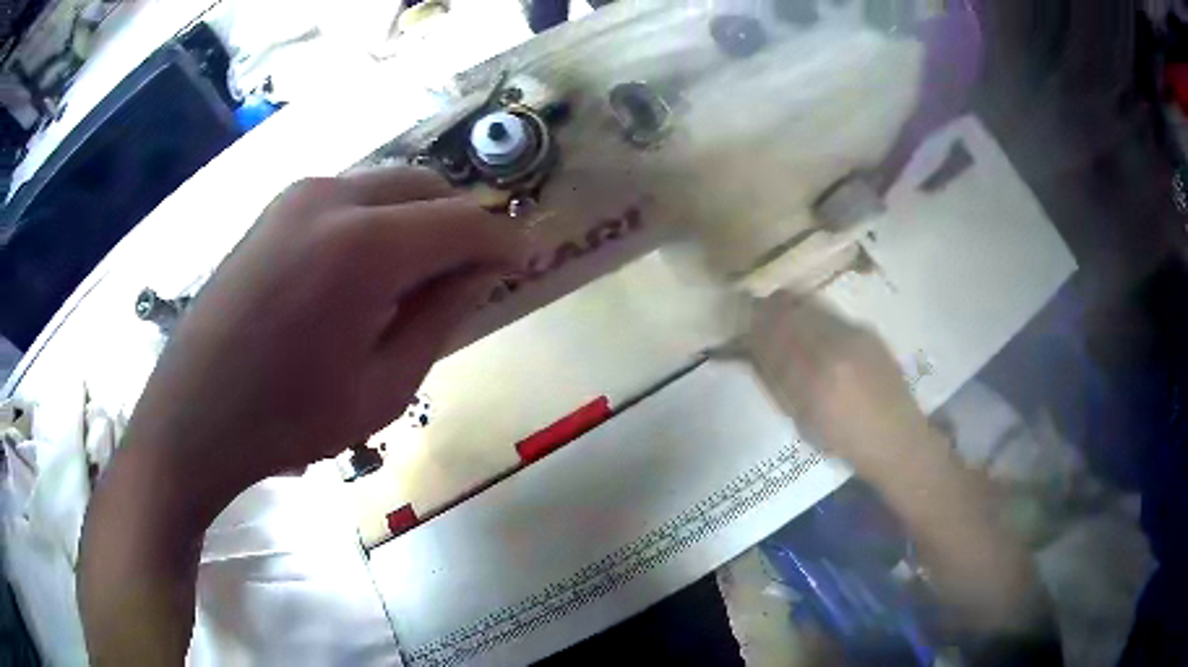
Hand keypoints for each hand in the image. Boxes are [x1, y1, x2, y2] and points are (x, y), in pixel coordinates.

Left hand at [124, 166, 529, 517]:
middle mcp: (333, 198)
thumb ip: (440, 318)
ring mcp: (297, 196)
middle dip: (461, 223)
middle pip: (427, 187)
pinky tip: (366, 270)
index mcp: (364, 248)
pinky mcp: (275, 209)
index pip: (462, 222)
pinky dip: (378, 220)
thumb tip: (481, 272)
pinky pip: (349, 196)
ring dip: (418, 219)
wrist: (194, 415)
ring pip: (387, 185)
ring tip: (416, 277)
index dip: (503, 240)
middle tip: (471, 274)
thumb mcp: (383, 388)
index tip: (526, 260)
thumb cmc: (289, 420)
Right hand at [749, 292, 935, 473]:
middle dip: (769, 311)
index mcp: (814, 380)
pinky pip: (831, 315)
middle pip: (790, 315)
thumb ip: (779, 384)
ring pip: (811, 308)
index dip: (755, 329)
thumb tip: (753, 355)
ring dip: (790, 307)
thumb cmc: (846, 442)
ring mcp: (854, 337)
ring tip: (778, 310)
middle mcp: (833, 350)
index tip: (743, 326)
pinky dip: (813, 314)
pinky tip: (810, 322)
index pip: (773, 341)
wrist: (897, 438)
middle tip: (757, 314)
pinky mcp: (867, 332)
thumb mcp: (804, 421)